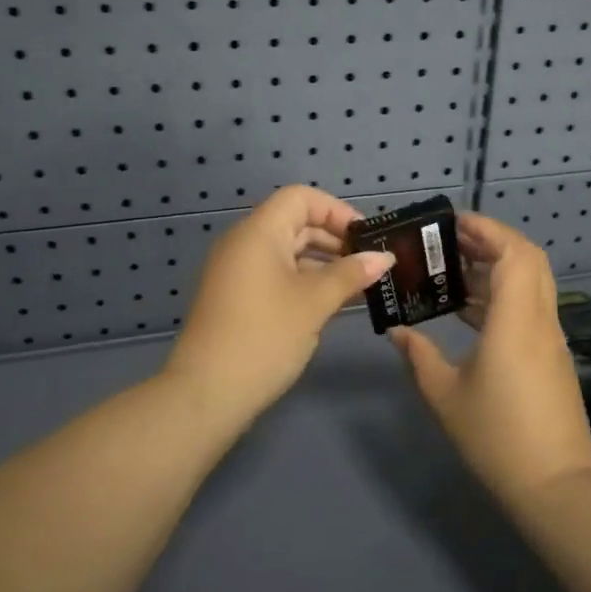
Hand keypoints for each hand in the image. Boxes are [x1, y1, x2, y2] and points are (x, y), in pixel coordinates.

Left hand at [164, 185, 394, 428]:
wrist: (207, 393)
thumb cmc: (264, 336)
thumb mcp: (314, 303)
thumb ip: (350, 275)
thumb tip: (384, 257)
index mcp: (258, 232)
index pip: (301, 198)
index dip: (337, 211)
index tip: (366, 238)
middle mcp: (244, 243)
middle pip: (295, 223)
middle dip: (335, 239)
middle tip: (371, 264)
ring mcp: (237, 272)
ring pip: (287, 252)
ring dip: (323, 264)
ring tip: (359, 286)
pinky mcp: (236, 298)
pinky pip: (276, 275)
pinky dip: (304, 281)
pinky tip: (331, 303)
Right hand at [389, 213, 590, 506]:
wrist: (554, 485)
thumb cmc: (496, 436)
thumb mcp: (445, 395)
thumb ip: (418, 356)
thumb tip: (397, 331)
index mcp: (516, 321)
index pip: (514, 253)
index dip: (488, 229)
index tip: (453, 224)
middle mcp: (540, 320)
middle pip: (528, 260)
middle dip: (492, 242)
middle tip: (450, 243)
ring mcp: (550, 339)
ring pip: (531, 284)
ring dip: (497, 270)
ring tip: (453, 273)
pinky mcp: (551, 357)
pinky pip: (530, 309)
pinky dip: (503, 297)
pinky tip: (470, 312)